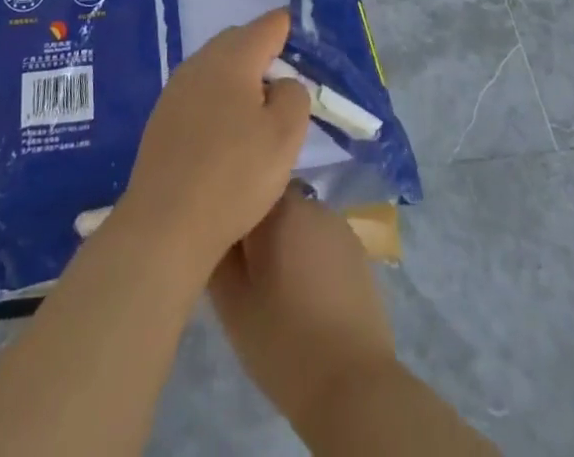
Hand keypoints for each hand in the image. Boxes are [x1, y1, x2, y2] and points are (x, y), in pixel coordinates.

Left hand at [114, 8, 310, 281]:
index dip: (290, 27)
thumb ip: (294, 95)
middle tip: (287, 83)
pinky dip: (219, 98)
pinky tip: (227, 132)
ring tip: (259, 111)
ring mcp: (176, 88)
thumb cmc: (234, 175)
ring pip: (217, 65)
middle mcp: (201, 61)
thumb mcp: (285, 136)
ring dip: (240, 77)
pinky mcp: (163, 116)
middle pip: (239, 40)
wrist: (165, 224)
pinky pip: (200, 90)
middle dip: (264, 52)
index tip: (307, 41)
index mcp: (233, 56)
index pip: (269, 24)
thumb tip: (282, 82)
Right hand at [209, 184, 396, 430]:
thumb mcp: (231, 303)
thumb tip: (214, 228)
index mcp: (279, 208)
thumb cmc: (283, 341)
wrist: (353, 385)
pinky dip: (311, 258)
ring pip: (299, 223)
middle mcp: (311, 204)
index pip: (245, 189)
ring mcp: (339, 225)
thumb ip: (217, 254)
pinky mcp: (359, 251)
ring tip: (279, 288)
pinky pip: (322, 241)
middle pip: (273, 204)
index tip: (225, 250)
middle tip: (249, 275)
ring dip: (286, 243)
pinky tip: (308, 296)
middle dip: (259, 230)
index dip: (232, 216)